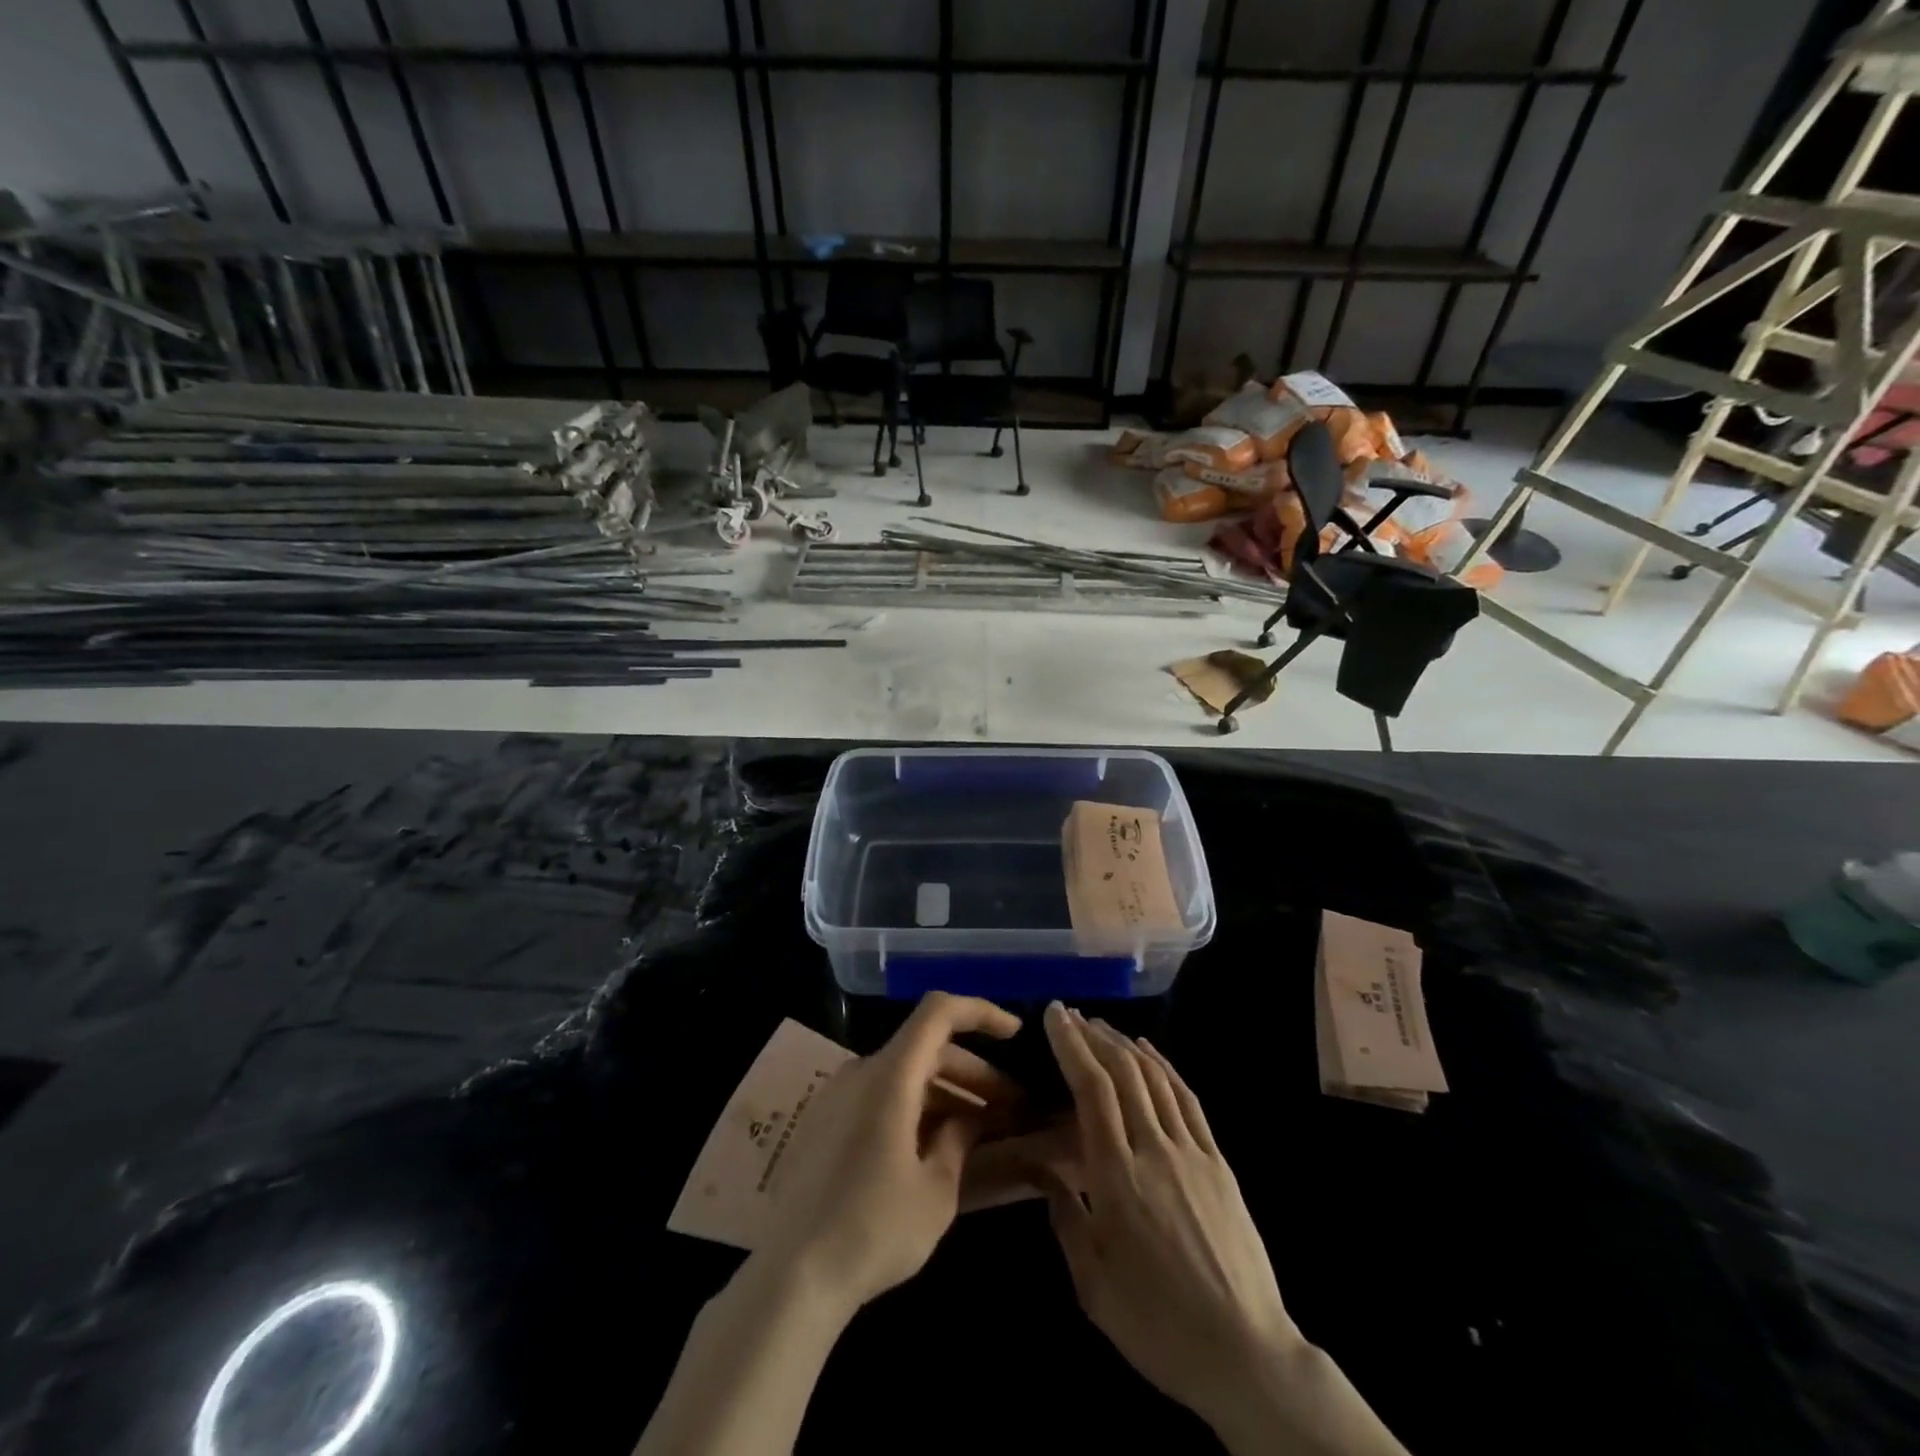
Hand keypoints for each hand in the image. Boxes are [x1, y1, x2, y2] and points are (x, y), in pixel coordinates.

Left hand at [761, 992, 1021, 1312]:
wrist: (791, 1277)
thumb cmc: (873, 1230)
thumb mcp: (936, 1191)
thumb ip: (959, 1140)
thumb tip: (969, 1118)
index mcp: (890, 1075)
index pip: (939, 1012)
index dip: (981, 1012)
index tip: (1016, 1035)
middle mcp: (860, 1071)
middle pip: (927, 1049)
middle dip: (974, 1072)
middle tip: (1011, 1108)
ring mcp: (837, 1095)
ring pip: (904, 1075)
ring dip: (946, 1094)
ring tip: (981, 1131)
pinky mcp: (824, 1122)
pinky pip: (879, 1096)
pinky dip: (914, 1108)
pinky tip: (934, 1147)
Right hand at [1035, 1003, 1298, 1428]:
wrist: (1245, 1354)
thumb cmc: (1157, 1324)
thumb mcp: (1093, 1284)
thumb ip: (1065, 1218)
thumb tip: (1045, 1173)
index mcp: (1117, 1177)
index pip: (1092, 1089)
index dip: (1072, 1045)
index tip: (1054, 1015)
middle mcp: (1155, 1150)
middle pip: (1123, 1072)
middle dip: (1093, 1035)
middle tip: (1071, 1014)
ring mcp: (1192, 1152)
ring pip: (1155, 1077)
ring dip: (1125, 1044)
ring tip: (1102, 1026)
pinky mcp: (1219, 1162)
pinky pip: (1186, 1099)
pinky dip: (1164, 1066)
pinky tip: (1149, 1053)